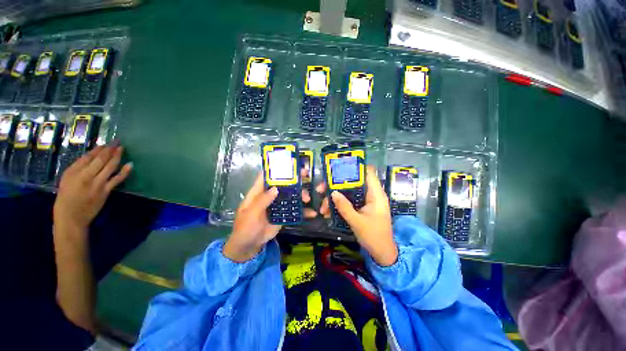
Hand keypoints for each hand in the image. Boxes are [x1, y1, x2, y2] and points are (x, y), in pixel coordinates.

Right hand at [54, 145, 132, 231]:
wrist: (71, 217)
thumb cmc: (66, 198)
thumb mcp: (67, 180)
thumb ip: (78, 168)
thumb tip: (91, 156)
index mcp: (73, 172)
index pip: (88, 157)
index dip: (99, 149)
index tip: (106, 143)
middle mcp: (85, 175)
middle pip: (100, 159)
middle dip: (109, 149)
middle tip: (117, 142)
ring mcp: (97, 183)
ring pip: (109, 166)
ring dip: (117, 156)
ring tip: (122, 148)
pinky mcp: (106, 191)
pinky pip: (117, 179)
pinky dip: (125, 171)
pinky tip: (130, 164)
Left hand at [224, 172, 317, 261]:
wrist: (249, 247)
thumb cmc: (245, 228)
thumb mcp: (251, 214)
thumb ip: (262, 201)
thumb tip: (276, 188)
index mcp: (258, 192)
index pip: (266, 176)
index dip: (275, 169)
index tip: (289, 163)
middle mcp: (268, 196)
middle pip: (282, 184)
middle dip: (293, 180)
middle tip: (306, 176)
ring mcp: (276, 205)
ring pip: (290, 195)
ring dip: (300, 195)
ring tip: (308, 198)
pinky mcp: (282, 214)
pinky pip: (293, 209)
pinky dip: (302, 210)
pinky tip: (311, 212)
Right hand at [320, 165, 397, 265]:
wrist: (382, 254)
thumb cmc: (373, 236)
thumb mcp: (357, 222)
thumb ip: (344, 207)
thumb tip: (333, 192)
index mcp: (376, 194)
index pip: (367, 173)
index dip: (354, 168)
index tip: (338, 168)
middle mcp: (371, 195)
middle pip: (353, 183)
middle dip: (336, 186)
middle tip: (321, 190)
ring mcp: (366, 202)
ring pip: (348, 193)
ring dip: (335, 198)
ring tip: (322, 208)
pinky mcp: (362, 208)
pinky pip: (349, 202)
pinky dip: (339, 205)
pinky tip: (329, 212)